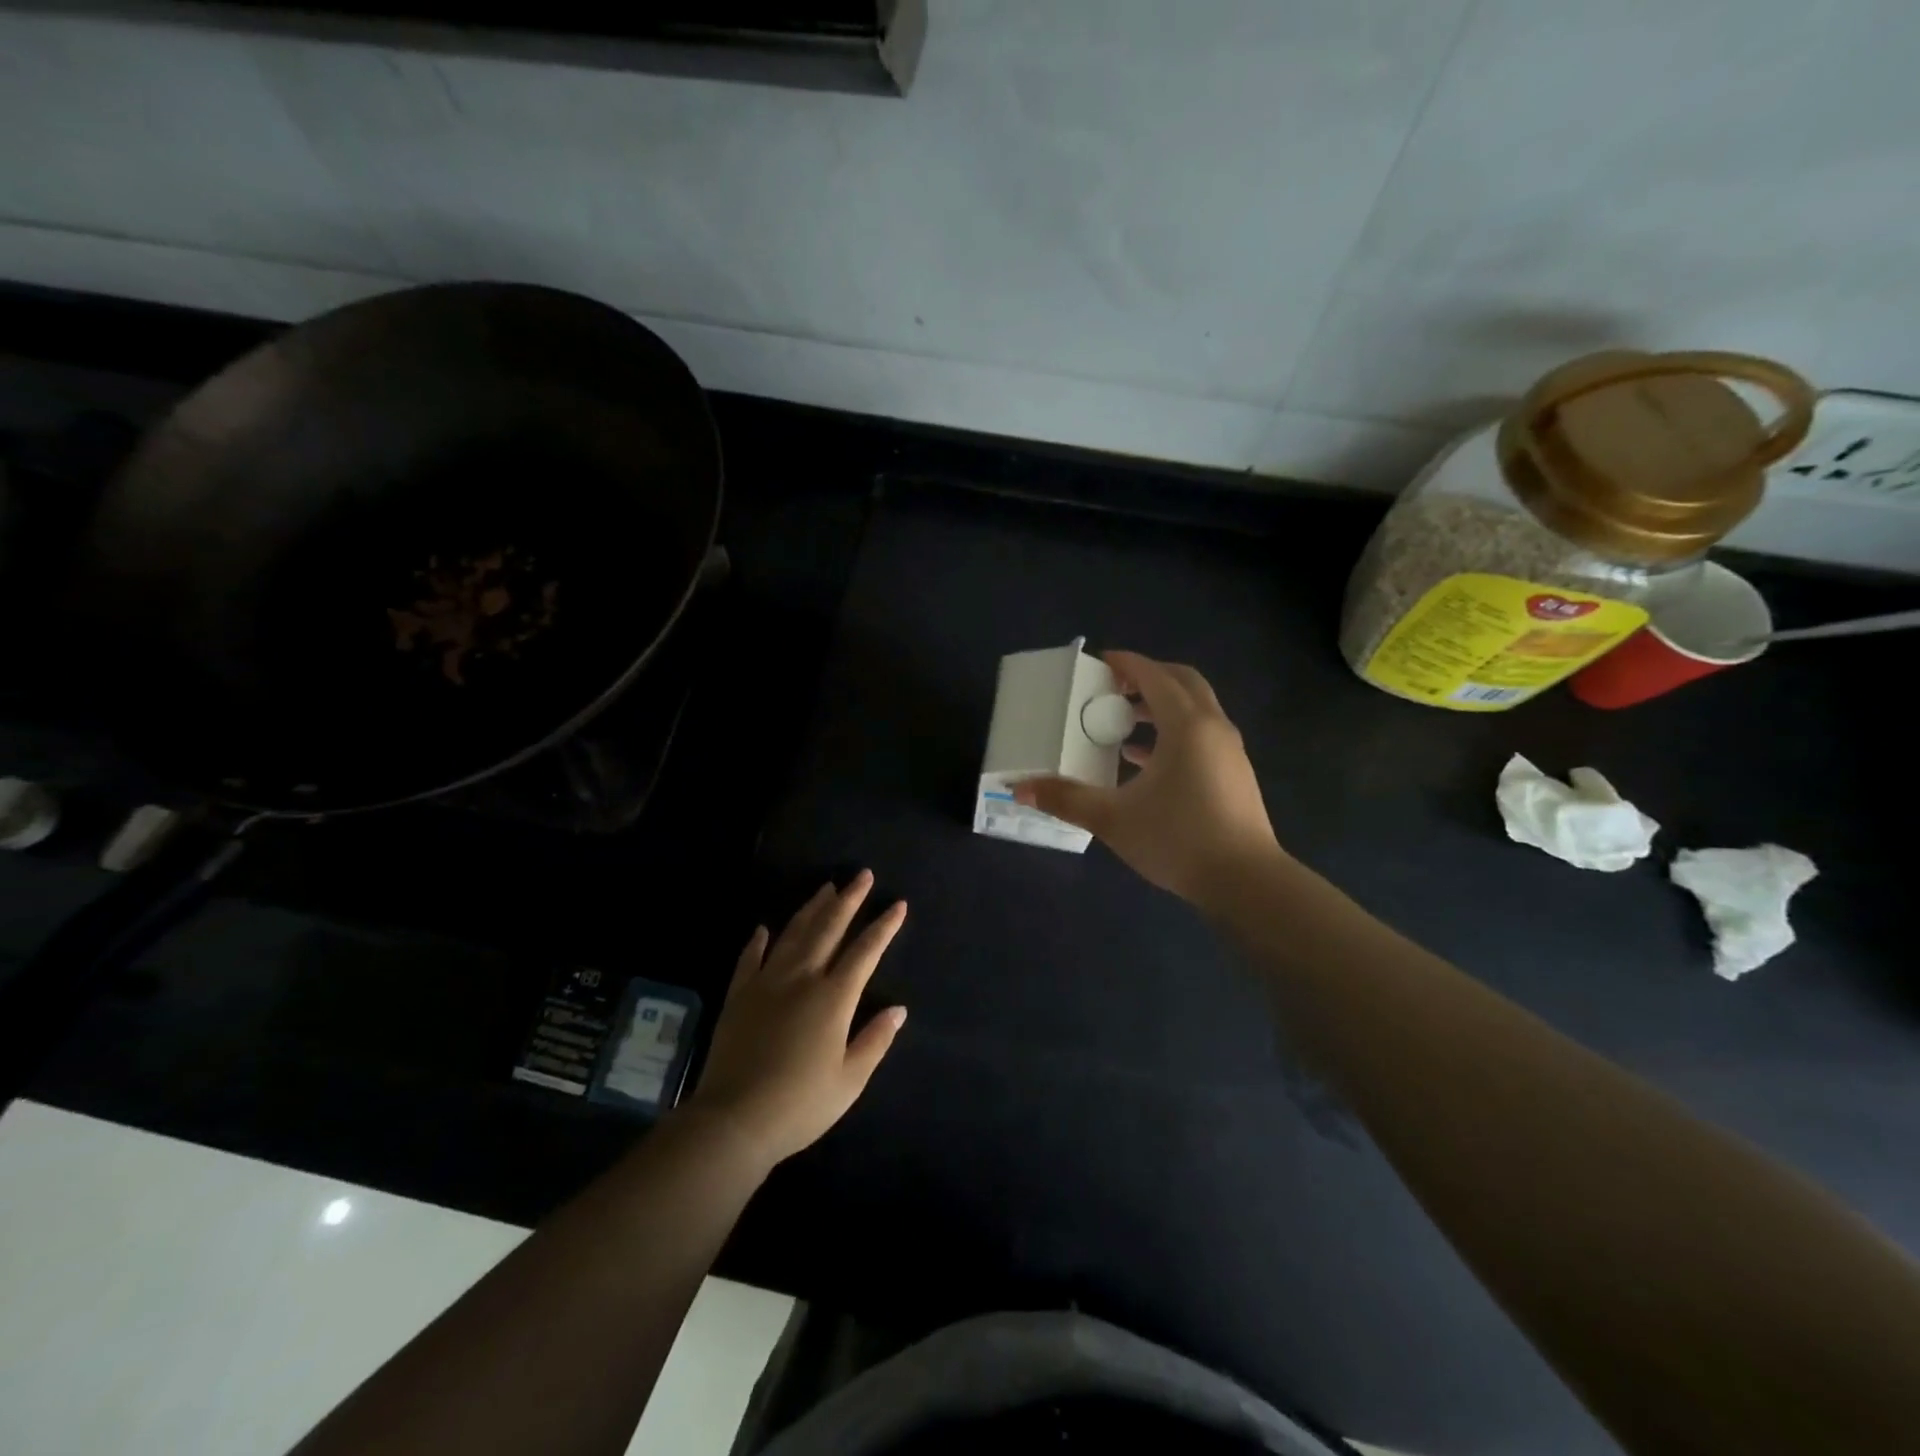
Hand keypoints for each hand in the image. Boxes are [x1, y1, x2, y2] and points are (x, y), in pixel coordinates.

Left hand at [685, 871, 907, 1169]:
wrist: (734, 1119)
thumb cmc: (800, 1104)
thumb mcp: (849, 1080)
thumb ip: (875, 1040)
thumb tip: (898, 1010)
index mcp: (833, 997)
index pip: (865, 952)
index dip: (884, 927)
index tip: (898, 904)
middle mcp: (802, 979)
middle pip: (828, 929)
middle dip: (849, 900)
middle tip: (861, 876)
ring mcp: (766, 983)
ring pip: (793, 935)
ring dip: (811, 909)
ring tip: (825, 888)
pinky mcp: (739, 996)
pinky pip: (750, 959)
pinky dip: (758, 941)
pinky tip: (764, 928)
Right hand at [1013, 651, 1281, 907]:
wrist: (1246, 882)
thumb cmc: (1178, 839)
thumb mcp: (1113, 818)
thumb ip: (1066, 798)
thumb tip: (1019, 787)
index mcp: (1186, 725)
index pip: (1155, 676)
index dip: (1127, 663)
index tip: (1100, 661)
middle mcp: (1213, 727)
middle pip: (1183, 682)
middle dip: (1149, 677)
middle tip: (1114, 688)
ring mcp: (1229, 751)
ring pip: (1195, 709)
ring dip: (1162, 707)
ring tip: (1124, 724)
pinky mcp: (1235, 774)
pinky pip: (1202, 735)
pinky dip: (1174, 733)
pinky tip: (1145, 762)